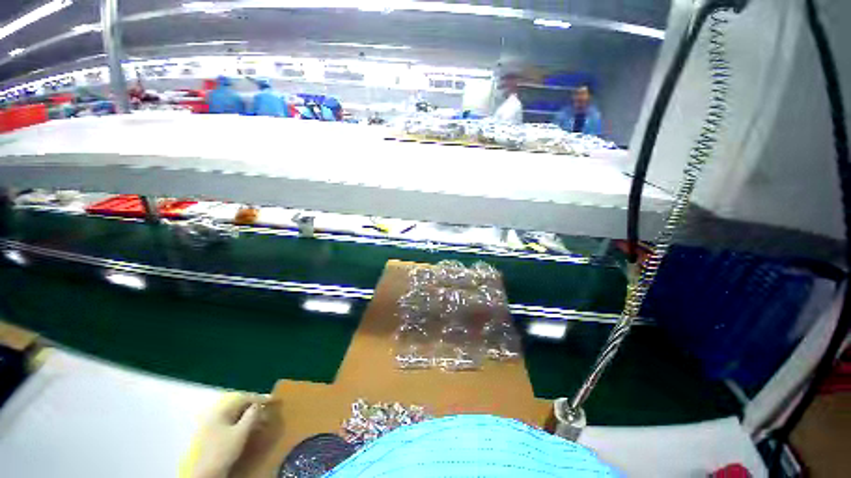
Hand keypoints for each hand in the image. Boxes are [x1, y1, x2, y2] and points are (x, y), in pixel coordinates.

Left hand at [182, 392, 266, 477]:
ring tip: (263, 420)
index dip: (260, 398)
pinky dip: (243, 423)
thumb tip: (259, 405)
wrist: (207, 473)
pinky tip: (251, 429)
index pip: (244, 398)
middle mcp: (216, 414)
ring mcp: (213, 425)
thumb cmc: (224, 450)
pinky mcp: (214, 435)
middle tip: (269, 410)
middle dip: (255, 408)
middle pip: (239, 406)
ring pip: (236, 415)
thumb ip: (252, 415)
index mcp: (221, 410)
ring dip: (250, 416)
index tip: (274, 400)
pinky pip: (232, 423)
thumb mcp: (241, 432)